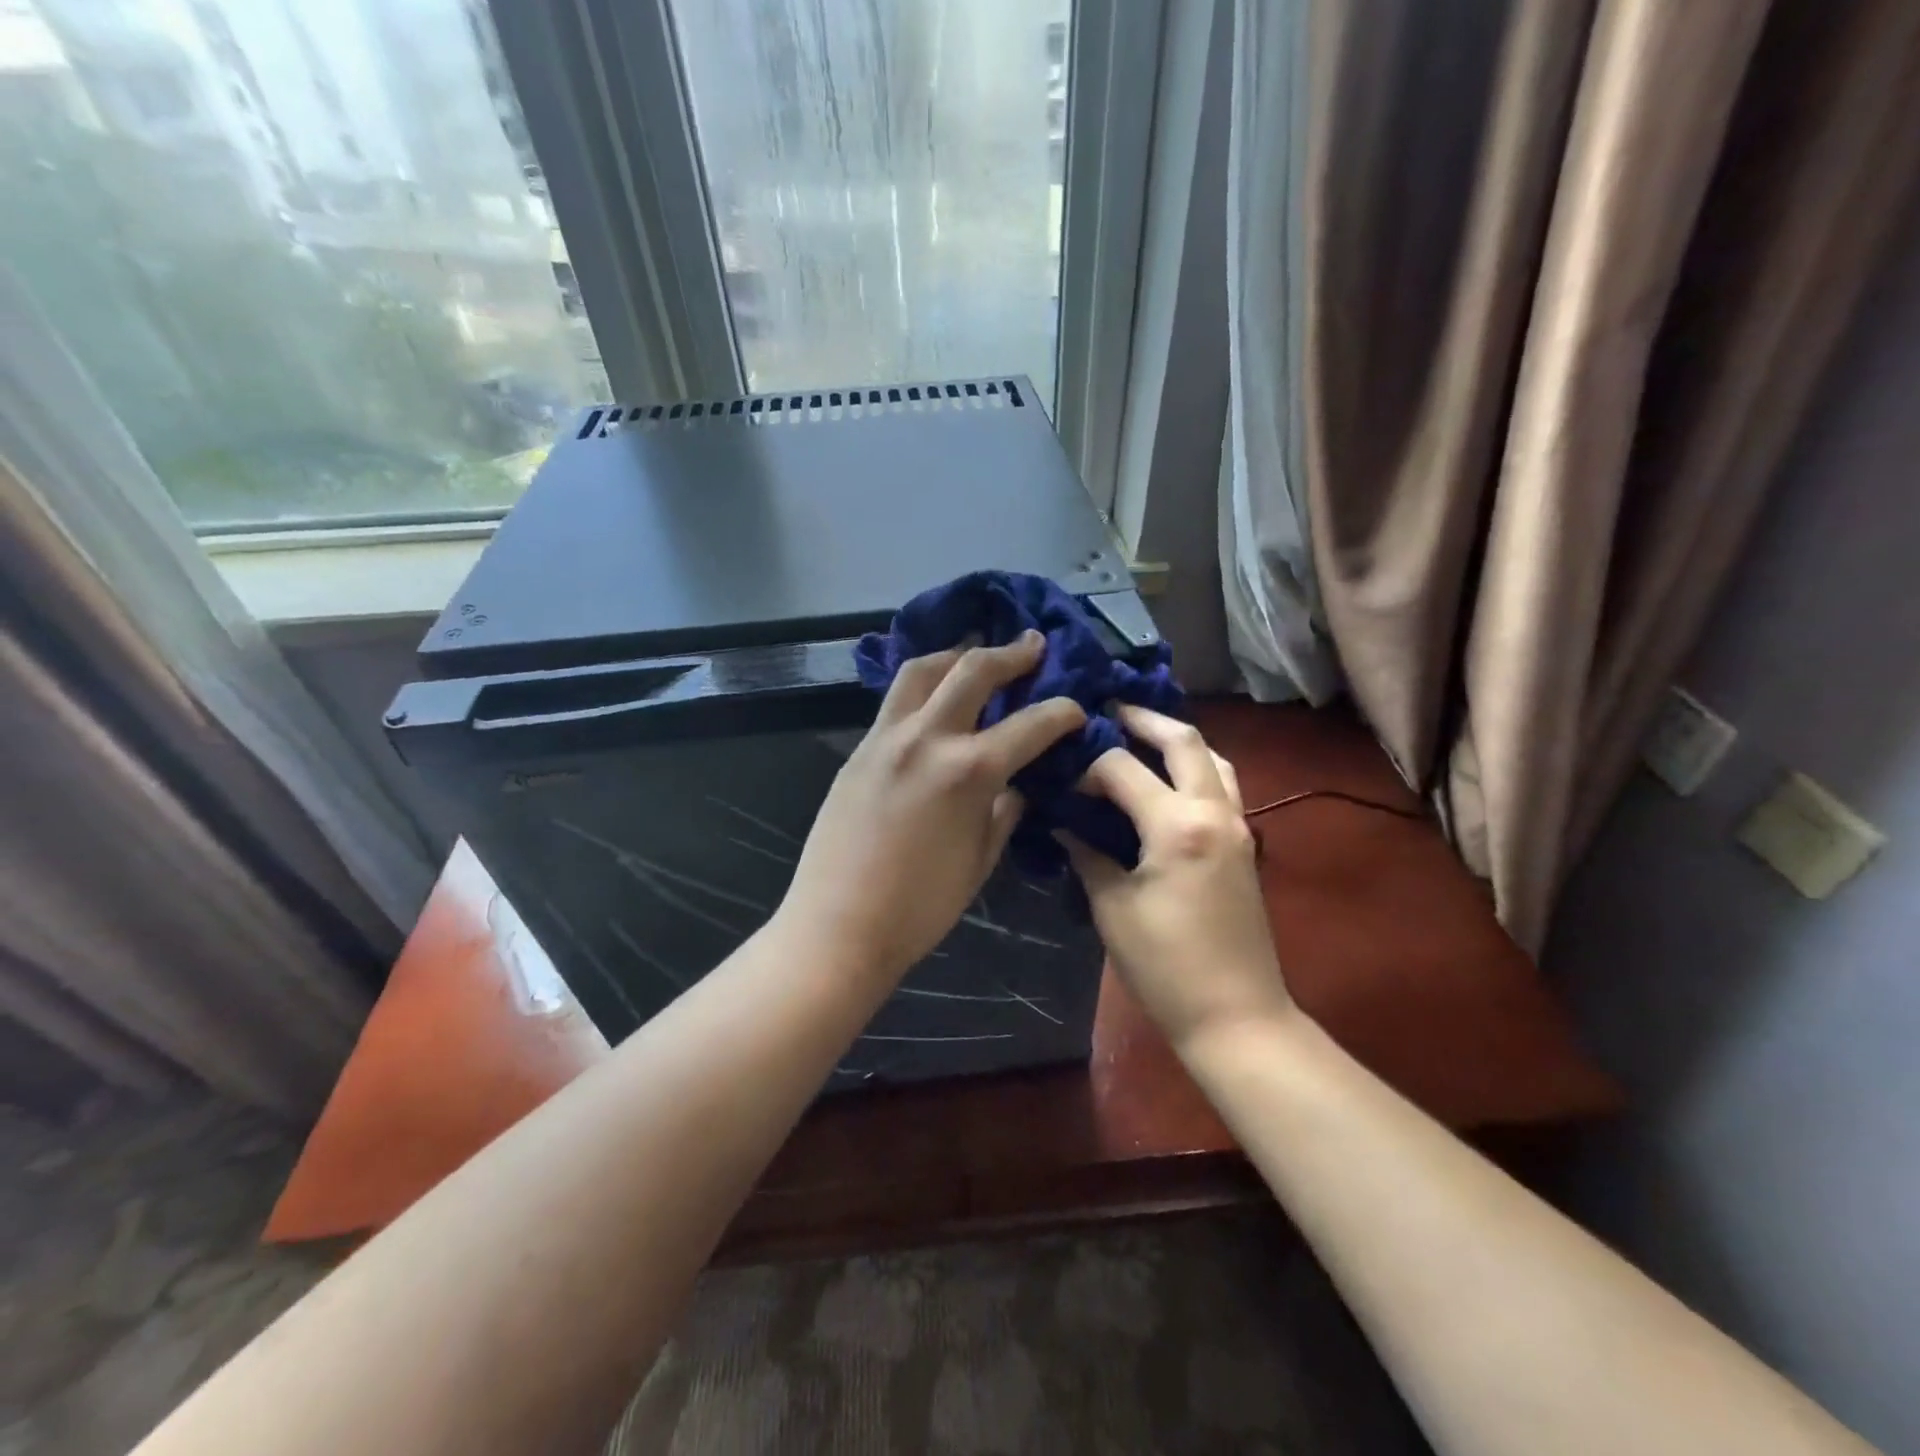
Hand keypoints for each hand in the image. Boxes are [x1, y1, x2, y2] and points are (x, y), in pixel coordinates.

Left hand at [779, 632, 1085, 980]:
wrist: (838, 927)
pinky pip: (894, 700)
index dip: (1062, 712)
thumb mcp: (980, 860)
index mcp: (968, 771)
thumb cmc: (920, 907)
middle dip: (1010, 653)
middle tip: (1032, 644)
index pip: (1030, 725)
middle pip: (972, 670)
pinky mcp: (859, 750)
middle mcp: (927, 738)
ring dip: (955, 655)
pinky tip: (934, 698)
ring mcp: (885, 738)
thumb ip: (1004, 811)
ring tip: (975, 654)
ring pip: (921, 670)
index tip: (1076, 708)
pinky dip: (922, 686)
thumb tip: (1018, 783)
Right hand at [1059, 707, 1294, 1052]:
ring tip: (1140, 736)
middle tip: (1108, 711)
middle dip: (1143, 719)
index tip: (1060, 779)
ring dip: (1177, 739)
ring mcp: (1237, 825)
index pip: (1121, 768)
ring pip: (1213, 758)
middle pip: (1183, 740)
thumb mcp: (1112, 908)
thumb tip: (1062, 822)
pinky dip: (1194, 767)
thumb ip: (1087, 854)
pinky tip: (1166, 780)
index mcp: (1177, 825)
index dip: (1086, 766)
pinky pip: (1222, 784)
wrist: (1235, 1016)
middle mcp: (1213, 811)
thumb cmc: (1165, 967)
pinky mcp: (1243, 843)